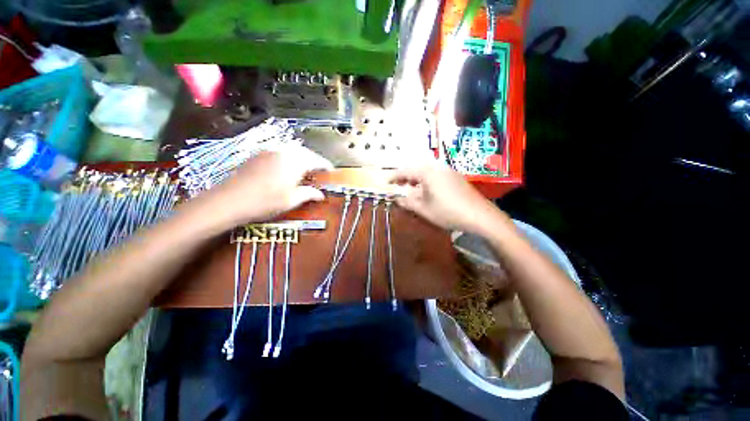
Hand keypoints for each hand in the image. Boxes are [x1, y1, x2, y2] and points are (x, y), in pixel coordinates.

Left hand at [192, 146, 332, 228]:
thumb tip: (321, 195)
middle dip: (314, 159)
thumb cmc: (266, 201)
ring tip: (305, 168)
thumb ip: (309, 194)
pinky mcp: (258, 155)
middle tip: (319, 170)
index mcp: (295, 162)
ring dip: (302, 157)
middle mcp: (283, 152)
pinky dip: (289, 157)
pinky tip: (287, 168)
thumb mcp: (292, 200)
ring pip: (292, 150)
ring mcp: (269, 152)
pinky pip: (280, 152)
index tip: (332, 171)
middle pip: (305, 152)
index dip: (326, 165)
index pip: (316, 160)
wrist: (229, 200)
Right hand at [390, 163, 502, 233]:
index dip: (394, 176)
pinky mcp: (455, 177)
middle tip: (397, 186)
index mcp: (427, 173)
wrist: (479, 215)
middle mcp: (437, 167)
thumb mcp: (424, 209)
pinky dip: (426, 180)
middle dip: (405, 177)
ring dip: (416, 178)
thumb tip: (396, 198)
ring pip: (426, 171)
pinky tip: (426, 190)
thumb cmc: (448, 212)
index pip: (406, 170)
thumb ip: (408, 202)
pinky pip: (435, 174)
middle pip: (416, 168)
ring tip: (410, 189)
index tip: (386, 182)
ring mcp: (448, 171)